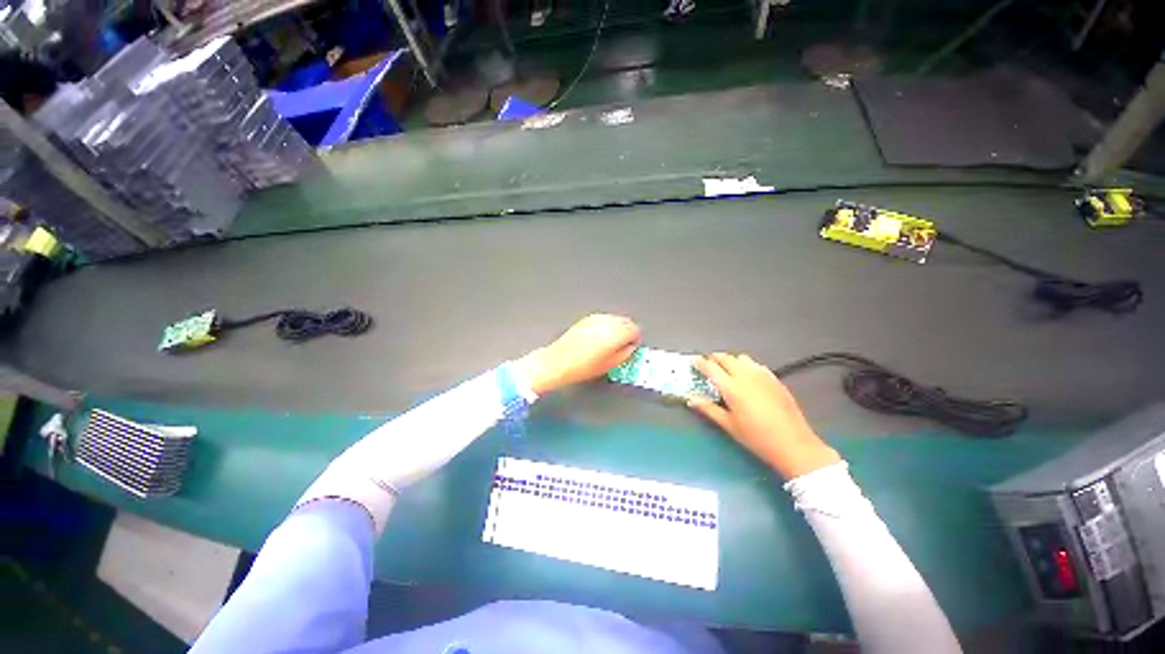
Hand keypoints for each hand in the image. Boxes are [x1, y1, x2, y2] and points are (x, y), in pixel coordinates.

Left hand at [515, 314, 640, 394]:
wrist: (559, 362)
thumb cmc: (584, 367)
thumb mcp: (611, 365)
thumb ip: (626, 353)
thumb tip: (631, 347)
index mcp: (616, 332)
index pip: (635, 329)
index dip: (634, 340)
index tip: (631, 348)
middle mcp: (607, 321)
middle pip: (626, 321)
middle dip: (627, 332)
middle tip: (622, 346)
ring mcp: (596, 318)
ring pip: (614, 319)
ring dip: (616, 328)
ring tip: (609, 343)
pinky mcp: (586, 319)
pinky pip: (603, 319)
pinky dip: (605, 326)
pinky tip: (599, 338)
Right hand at [689, 353, 839, 479]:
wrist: (793, 444)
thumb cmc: (756, 437)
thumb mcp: (729, 425)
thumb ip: (708, 408)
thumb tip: (691, 399)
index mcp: (731, 387)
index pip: (710, 367)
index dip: (700, 363)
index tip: (693, 362)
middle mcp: (746, 375)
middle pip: (726, 358)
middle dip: (714, 358)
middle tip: (708, 365)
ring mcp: (763, 375)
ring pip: (742, 358)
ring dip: (731, 361)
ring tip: (727, 371)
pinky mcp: (775, 379)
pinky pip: (757, 365)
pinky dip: (747, 366)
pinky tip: (748, 378)